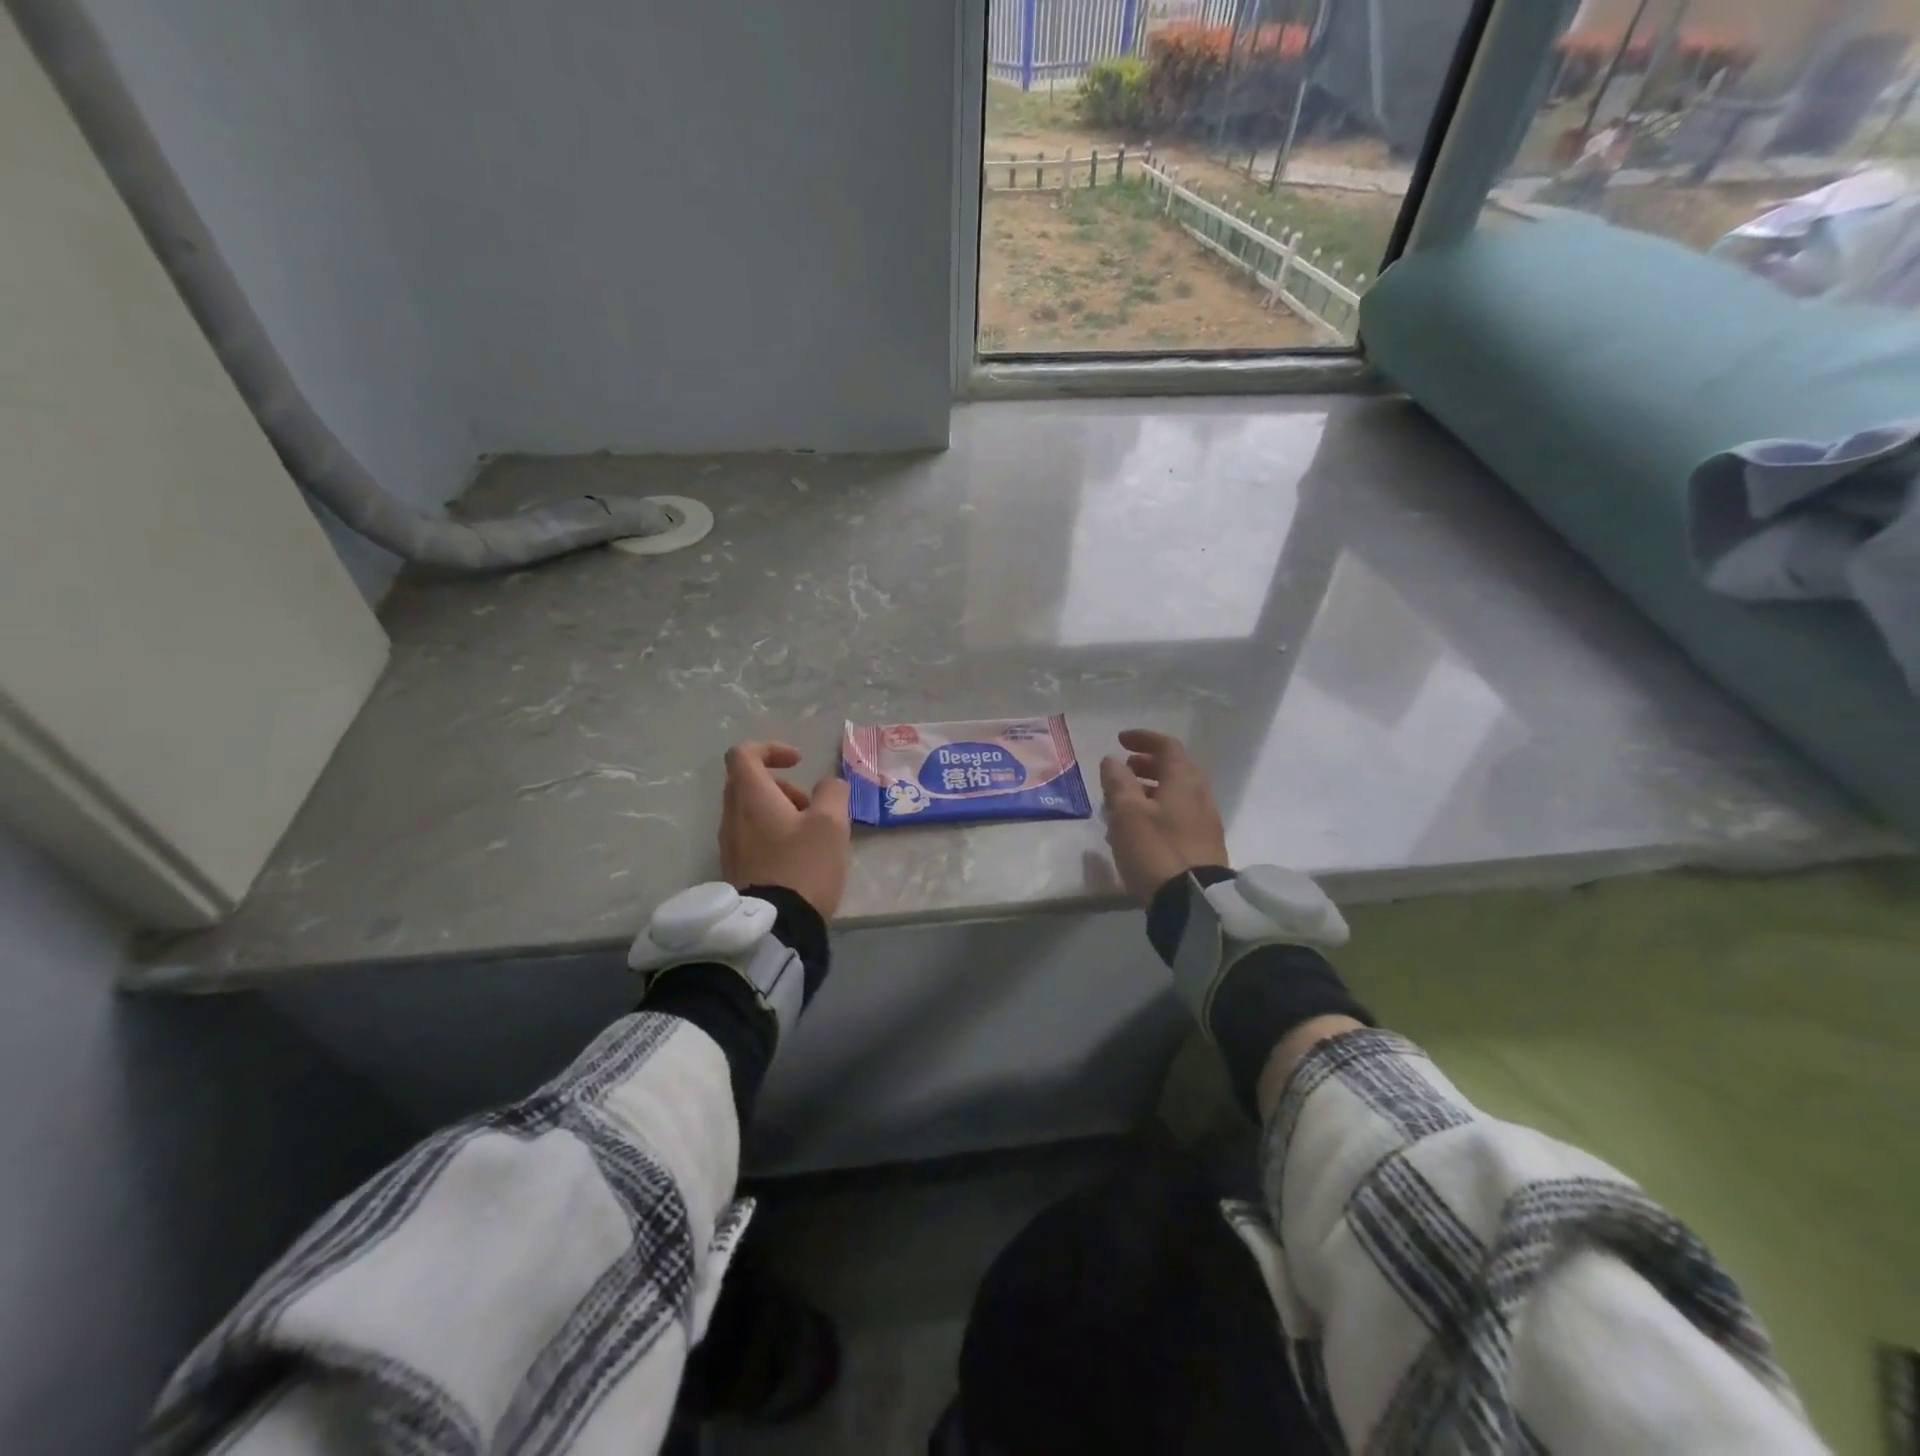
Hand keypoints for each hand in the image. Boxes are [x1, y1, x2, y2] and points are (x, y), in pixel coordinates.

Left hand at [719, 743, 851, 919]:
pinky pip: (751, 836)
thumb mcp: (831, 823)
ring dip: (780, 811)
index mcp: (750, 797)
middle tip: (811, 804)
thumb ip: (832, 793)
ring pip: (750, 811)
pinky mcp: (735, 868)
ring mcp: (730, 845)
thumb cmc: (803, 866)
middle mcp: (732, 816)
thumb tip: (828, 785)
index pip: (744, 754)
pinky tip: (800, 857)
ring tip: (812, 835)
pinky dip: (773, 833)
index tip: (799, 761)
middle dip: (782, 785)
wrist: (776, 927)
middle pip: (747, 782)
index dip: (772, 749)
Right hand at [1099, 729, 1229, 905]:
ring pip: (1177, 794)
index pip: (1167, 746)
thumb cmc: (1155, 849)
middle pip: (1175, 769)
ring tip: (1123, 803)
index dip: (1143, 739)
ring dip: (1151, 789)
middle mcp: (1199, 795)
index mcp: (1183, 781)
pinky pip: (1179, 815)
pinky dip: (1158, 810)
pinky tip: (1139, 829)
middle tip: (1123, 771)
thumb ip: (1119, 782)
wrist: (1194, 901)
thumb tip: (1112, 760)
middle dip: (1147, 765)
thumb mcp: (1127, 813)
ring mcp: (1205, 822)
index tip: (1120, 741)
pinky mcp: (1203, 845)